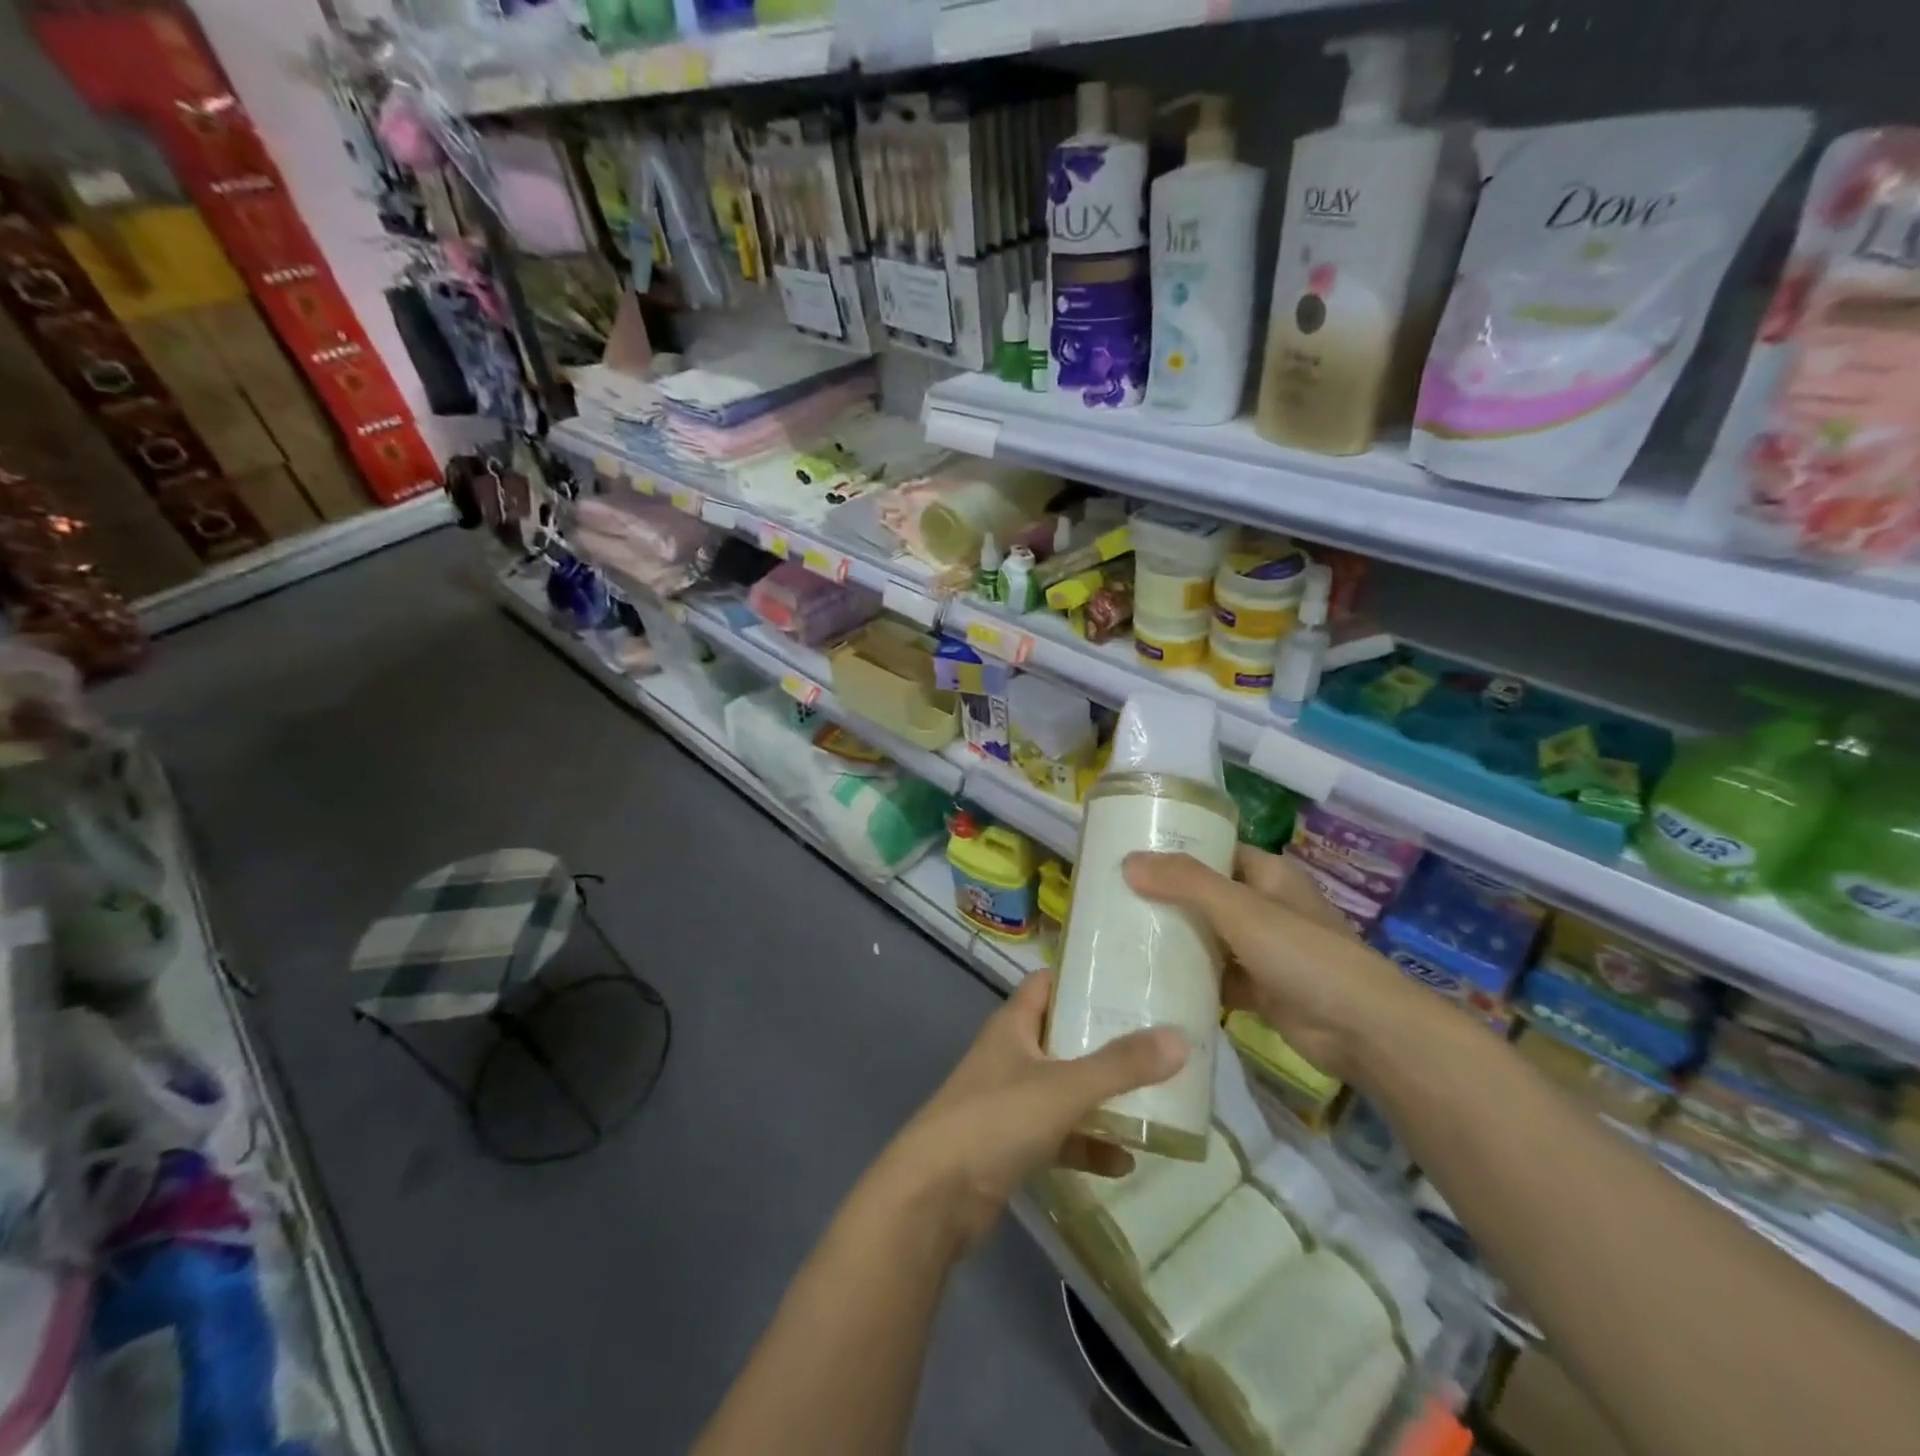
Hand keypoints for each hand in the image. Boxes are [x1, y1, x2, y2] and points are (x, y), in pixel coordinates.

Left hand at [878, 970, 1187, 1257]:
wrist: (934, 1197)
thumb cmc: (996, 1120)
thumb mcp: (1064, 1087)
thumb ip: (1120, 1065)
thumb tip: (1179, 1038)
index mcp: (1014, 1025)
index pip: (1048, 984)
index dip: (1082, 977)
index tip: (1129, 979)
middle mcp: (1011, 1055)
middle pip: (1063, 1036)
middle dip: (1106, 1041)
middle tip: (1158, 1040)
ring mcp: (1010, 1102)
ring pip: (1065, 1089)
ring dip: (1102, 1097)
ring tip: (1154, 1099)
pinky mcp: (1011, 1145)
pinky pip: (1060, 1136)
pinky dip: (1088, 1145)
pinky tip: (1125, 1161)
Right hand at [1123, 845, 1424, 1081]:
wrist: (1361, 1030)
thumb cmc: (1303, 954)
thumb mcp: (1240, 909)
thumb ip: (1185, 883)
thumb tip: (1128, 861)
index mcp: (1267, 875)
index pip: (1215, 851)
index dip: (1176, 850)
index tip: (1129, 855)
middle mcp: (1265, 908)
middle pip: (1206, 895)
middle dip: (1165, 898)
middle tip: (1112, 899)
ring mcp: (1263, 951)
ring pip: (1208, 938)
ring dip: (1175, 940)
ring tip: (1120, 938)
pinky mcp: (1260, 990)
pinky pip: (1215, 978)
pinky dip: (1190, 980)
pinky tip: (1150, 981)